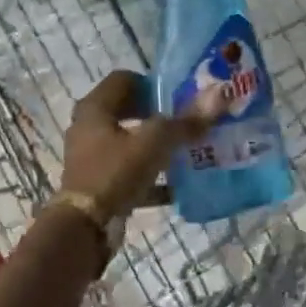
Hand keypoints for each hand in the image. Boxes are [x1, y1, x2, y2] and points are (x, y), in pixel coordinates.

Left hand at [59, 69, 212, 219]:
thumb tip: (219, 96)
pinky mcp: (99, 184)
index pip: (123, 80)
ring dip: (156, 145)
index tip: (178, 95)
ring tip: (186, 149)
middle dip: (157, 115)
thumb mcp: (155, 143)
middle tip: (186, 120)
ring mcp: (92, 157)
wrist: (85, 227)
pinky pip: (131, 173)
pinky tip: (178, 186)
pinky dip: (152, 176)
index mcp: (95, 108)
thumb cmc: (115, 172)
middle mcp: (88, 128)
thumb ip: (186, 122)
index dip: (151, 83)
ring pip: (129, 143)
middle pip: (126, 111)